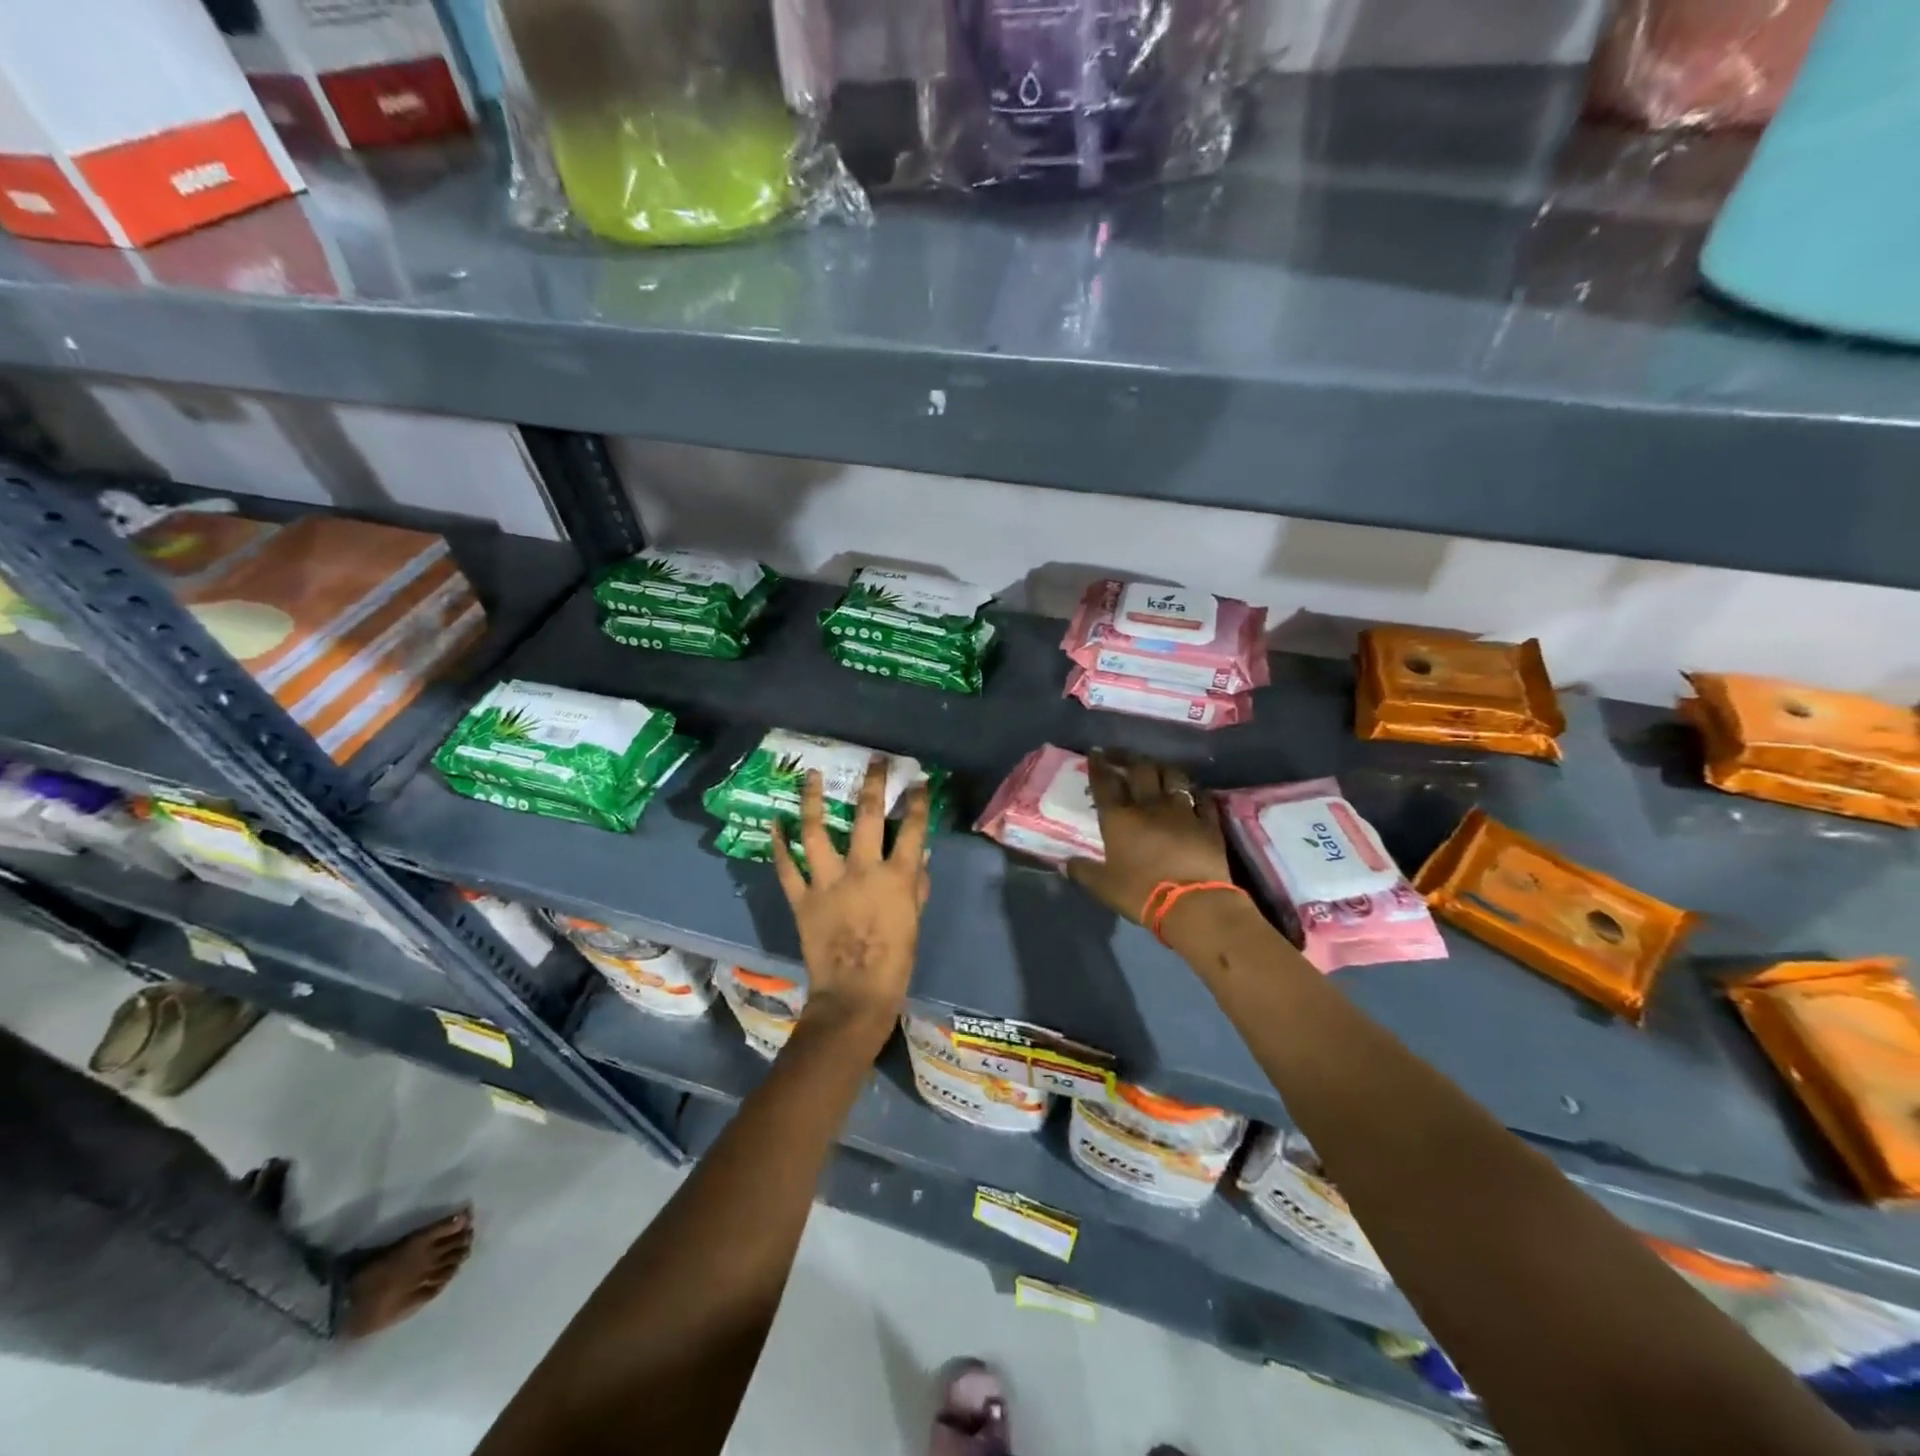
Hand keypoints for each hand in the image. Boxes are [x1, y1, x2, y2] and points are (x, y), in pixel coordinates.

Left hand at [771, 758, 930, 1039]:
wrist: (855, 995)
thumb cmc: (894, 961)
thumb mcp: (914, 921)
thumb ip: (916, 885)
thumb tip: (918, 856)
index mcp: (897, 876)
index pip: (913, 829)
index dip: (918, 802)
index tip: (918, 781)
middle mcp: (863, 869)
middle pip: (867, 816)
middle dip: (873, 784)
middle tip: (875, 761)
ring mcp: (828, 881)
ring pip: (818, 831)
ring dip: (814, 800)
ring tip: (811, 776)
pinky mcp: (802, 898)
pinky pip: (787, 867)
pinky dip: (779, 844)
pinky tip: (776, 822)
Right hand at [1065, 750, 1231, 924]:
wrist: (1192, 904)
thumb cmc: (1140, 893)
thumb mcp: (1103, 886)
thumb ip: (1083, 871)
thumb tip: (1064, 863)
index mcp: (1119, 818)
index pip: (1105, 783)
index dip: (1098, 765)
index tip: (1095, 752)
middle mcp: (1150, 806)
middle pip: (1140, 769)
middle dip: (1129, 757)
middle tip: (1122, 754)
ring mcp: (1183, 811)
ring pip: (1174, 776)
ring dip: (1163, 769)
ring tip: (1158, 769)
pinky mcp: (1208, 823)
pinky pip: (1203, 799)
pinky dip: (1197, 793)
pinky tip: (1194, 793)